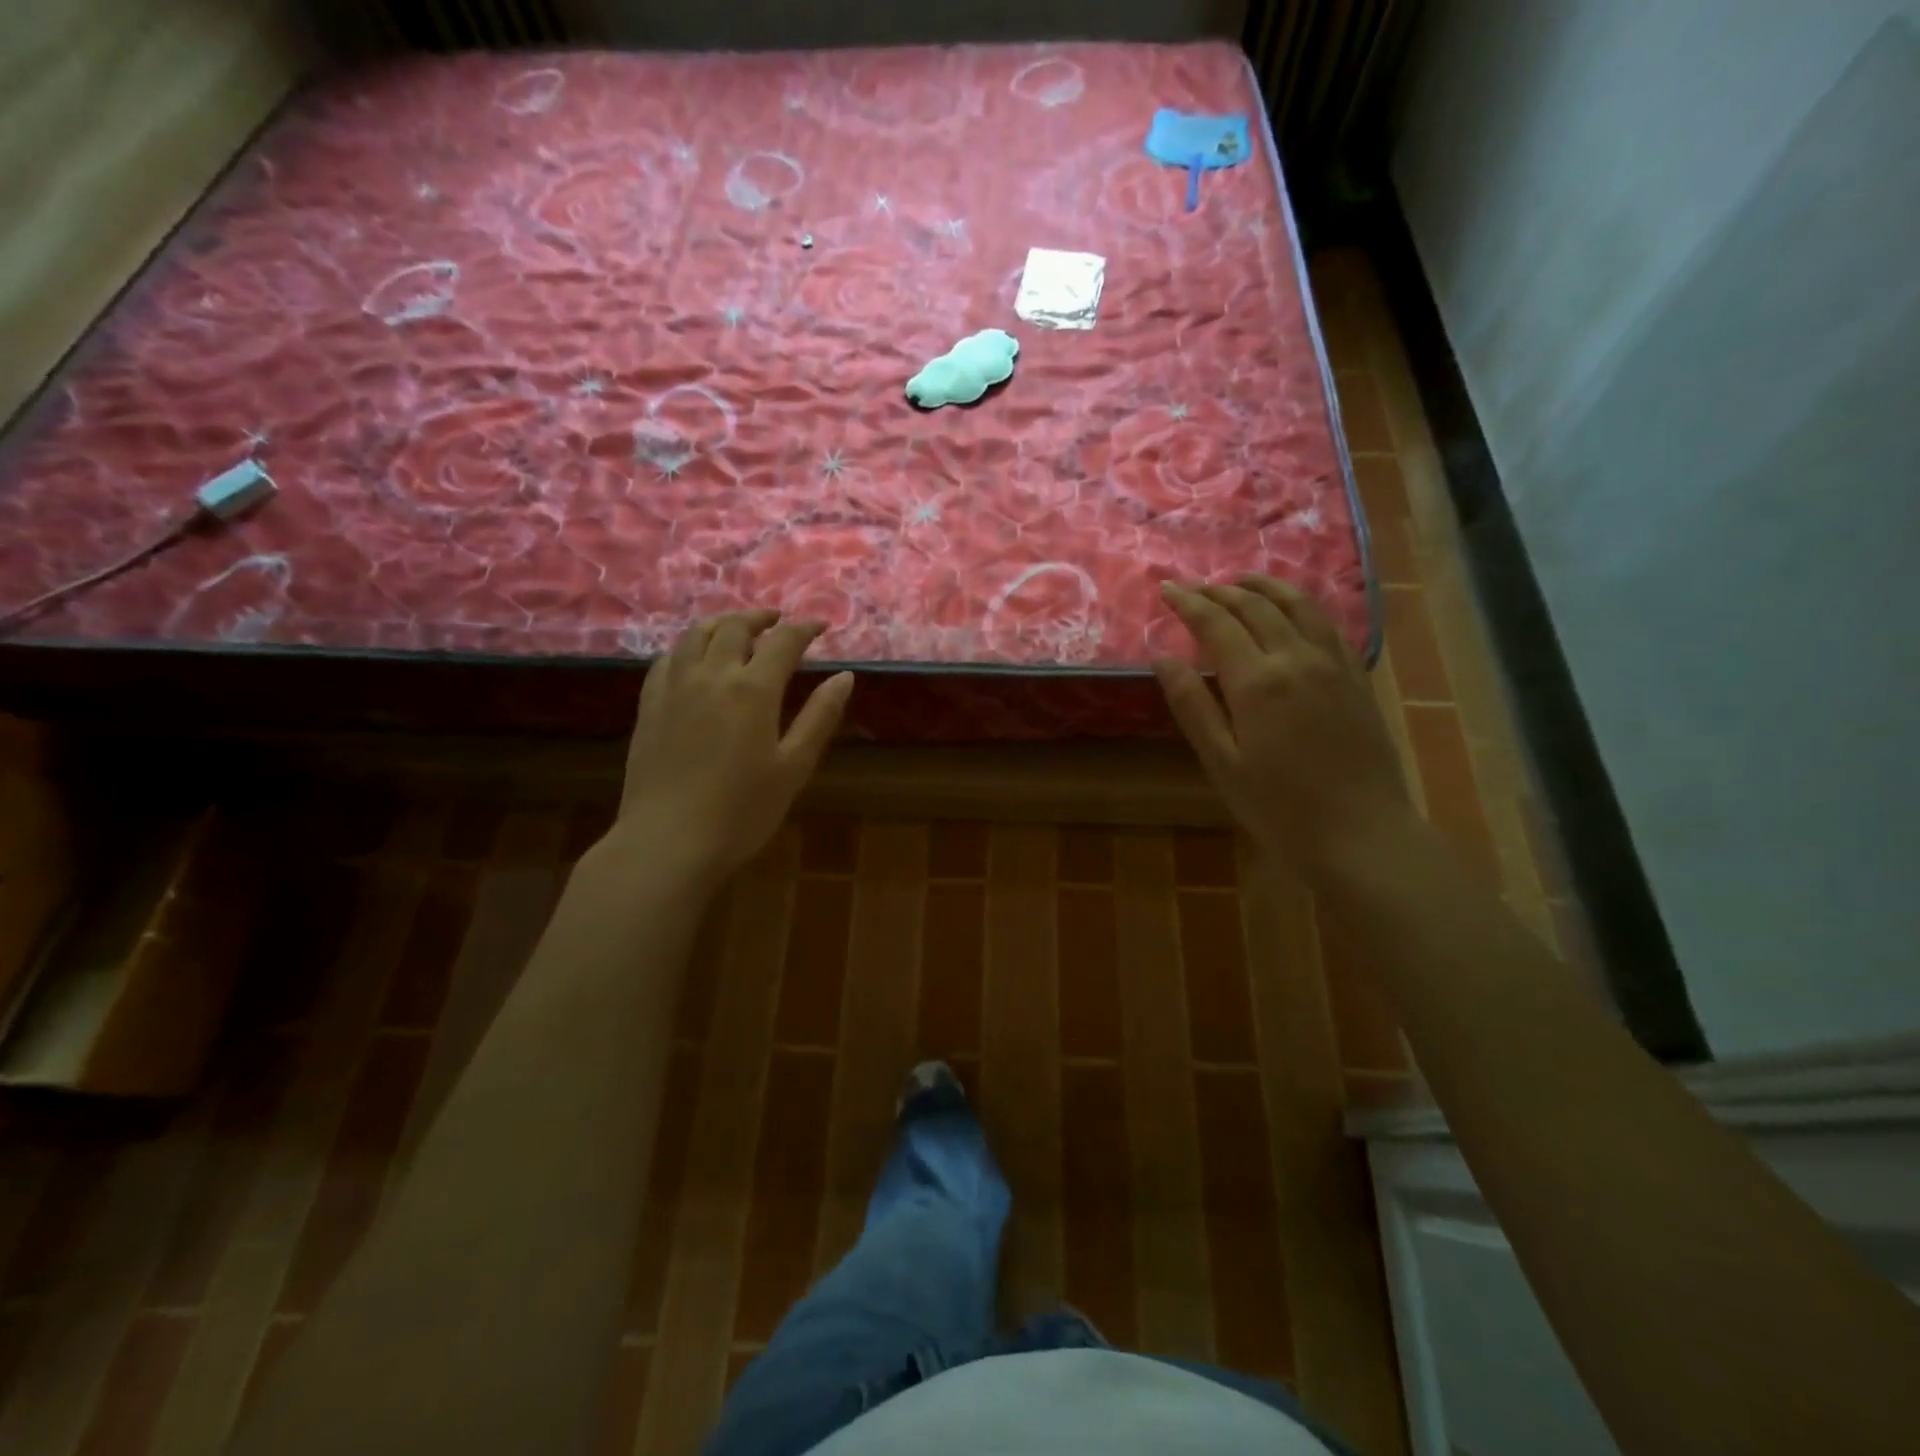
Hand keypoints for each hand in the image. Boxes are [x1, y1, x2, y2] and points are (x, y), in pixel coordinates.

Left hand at [608, 610, 852, 884]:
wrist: (668, 841)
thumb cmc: (742, 811)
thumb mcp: (793, 767)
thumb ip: (819, 717)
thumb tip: (845, 676)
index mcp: (753, 689)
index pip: (783, 640)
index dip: (804, 627)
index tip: (821, 625)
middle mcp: (711, 675)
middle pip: (735, 627)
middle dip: (762, 617)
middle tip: (779, 621)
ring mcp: (674, 688)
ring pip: (696, 634)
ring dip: (722, 623)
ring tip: (738, 628)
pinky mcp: (649, 705)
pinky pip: (668, 659)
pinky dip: (689, 646)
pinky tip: (695, 658)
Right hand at [1155, 576, 1409, 876]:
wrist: (1361, 834)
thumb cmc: (1279, 808)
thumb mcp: (1222, 762)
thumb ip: (1192, 705)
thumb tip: (1162, 657)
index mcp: (1258, 681)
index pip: (1216, 623)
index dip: (1189, 602)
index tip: (1167, 588)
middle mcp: (1297, 658)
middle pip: (1256, 607)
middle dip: (1221, 591)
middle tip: (1195, 587)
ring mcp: (1334, 665)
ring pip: (1298, 606)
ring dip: (1265, 587)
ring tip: (1242, 581)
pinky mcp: (1357, 678)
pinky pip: (1327, 624)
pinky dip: (1302, 606)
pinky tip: (1293, 611)